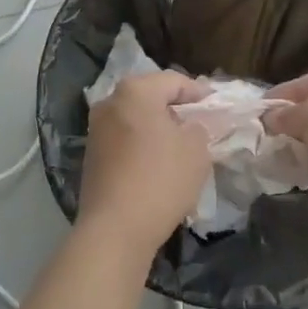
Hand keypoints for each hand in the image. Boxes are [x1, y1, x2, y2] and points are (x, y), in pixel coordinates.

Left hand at [78, 72, 212, 259]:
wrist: (115, 228)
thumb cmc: (160, 179)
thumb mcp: (196, 150)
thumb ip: (199, 128)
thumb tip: (191, 125)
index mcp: (135, 91)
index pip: (173, 81)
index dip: (198, 92)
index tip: (215, 105)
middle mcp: (110, 101)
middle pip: (150, 96)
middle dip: (175, 108)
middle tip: (199, 123)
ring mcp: (96, 128)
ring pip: (135, 118)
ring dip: (157, 127)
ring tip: (181, 145)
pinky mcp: (91, 154)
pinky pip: (124, 139)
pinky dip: (142, 144)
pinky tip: (158, 163)